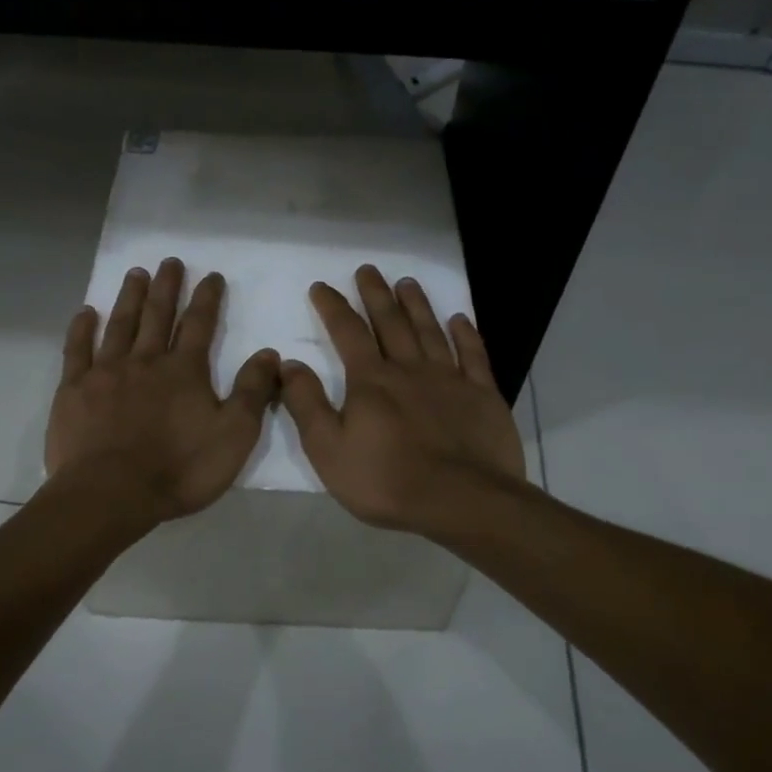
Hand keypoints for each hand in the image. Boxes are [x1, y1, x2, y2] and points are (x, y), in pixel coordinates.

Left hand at [46, 259, 279, 528]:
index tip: (212, 276)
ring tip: (136, 274)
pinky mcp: (74, 390)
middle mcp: (145, 361)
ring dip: (130, 298)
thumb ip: (252, 392)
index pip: (200, 324)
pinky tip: (85, 312)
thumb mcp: (234, 435)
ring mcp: (105, 373)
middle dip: (167, 287)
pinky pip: (77, 350)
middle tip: (170, 262)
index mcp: (184, 371)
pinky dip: (82, 329)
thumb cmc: (179, 469)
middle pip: (158, 315)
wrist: (111, 494)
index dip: (208, 298)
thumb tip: (268, 353)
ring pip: (120, 325)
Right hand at [280, 264, 525, 535]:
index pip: (347, 332)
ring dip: (417, 305)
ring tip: (407, 282)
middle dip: (376, 294)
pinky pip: (474, 355)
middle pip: (390, 322)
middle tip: (368, 269)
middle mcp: (409, 369)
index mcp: (371, 381)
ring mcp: (450, 379)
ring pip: (430, 331)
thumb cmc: (387, 480)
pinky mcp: (482, 395)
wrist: (462, 501)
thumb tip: (289, 364)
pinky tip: (460, 319)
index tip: (321, 286)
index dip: (332, 307)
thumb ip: (307, 404)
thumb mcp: (328, 450)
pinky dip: (466, 334)